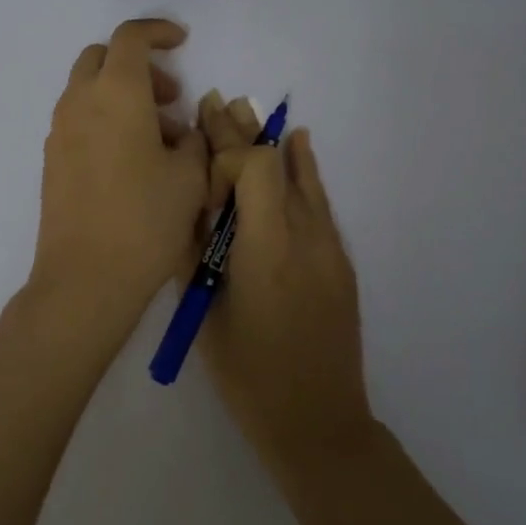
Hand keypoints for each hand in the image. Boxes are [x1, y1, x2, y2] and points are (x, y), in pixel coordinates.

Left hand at [28, 19, 209, 334]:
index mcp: (116, 93)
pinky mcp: (52, 159)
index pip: (130, 37)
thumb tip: (182, 130)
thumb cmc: (146, 220)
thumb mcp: (190, 176)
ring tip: (159, 138)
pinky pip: (79, 120)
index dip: (157, 31)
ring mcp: (59, 131)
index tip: (181, 42)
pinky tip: (131, 160)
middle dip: (137, 65)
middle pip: (102, 58)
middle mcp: (80, 102)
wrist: (85, 278)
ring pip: (88, 90)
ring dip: (121, 95)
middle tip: (169, 98)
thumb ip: (192, 140)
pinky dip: (104, 119)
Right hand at [196, 94, 373, 470]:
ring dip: (270, 143)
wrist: (318, 422)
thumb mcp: (205, 312)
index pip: (254, 169)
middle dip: (241, 132)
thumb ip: (195, 252)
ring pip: (300, 175)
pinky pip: (319, 200)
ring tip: (245, 109)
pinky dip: (304, 168)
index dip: (224, 153)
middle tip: (214, 101)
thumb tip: (186, 204)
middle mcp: (304, 236)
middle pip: (275, 164)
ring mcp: (328, 246)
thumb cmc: (249, 374)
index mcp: (265, 249)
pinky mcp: (339, 259)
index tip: (202, 161)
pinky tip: (299, 142)